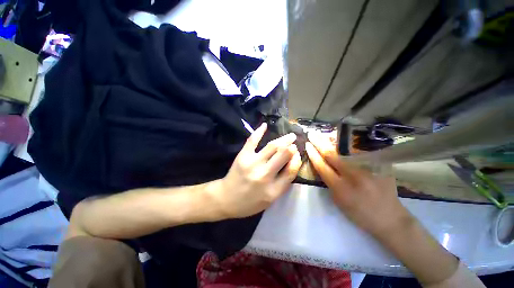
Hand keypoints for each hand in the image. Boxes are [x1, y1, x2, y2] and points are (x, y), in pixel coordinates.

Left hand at [214, 123, 301, 218]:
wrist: (226, 199)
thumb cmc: (250, 202)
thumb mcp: (270, 199)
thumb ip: (283, 183)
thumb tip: (293, 163)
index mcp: (273, 190)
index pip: (291, 170)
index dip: (296, 160)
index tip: (297, 154)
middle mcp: (264, 175)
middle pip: (283, 155)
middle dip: (291, 146)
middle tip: (295, 140)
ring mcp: (252, 163)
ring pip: (272, 146)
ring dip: (283, 139)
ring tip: (290, 136)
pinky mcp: (243, 156)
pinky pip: (252, 141)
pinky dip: (259, 131)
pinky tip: (265, 125)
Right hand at [305, 131, 411, 236]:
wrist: (390, 218)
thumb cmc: (359, 213)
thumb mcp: (338, 201)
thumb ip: (329, 182)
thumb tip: (323, 166)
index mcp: (341, 188)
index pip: (322, 166)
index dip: (313, 154)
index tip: (307, 144)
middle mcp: (354, 175)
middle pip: (332, 154)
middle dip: (319, 142)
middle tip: (312, 134)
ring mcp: (369, 169)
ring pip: (346, 149)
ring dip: (332, 140)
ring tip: (323, 134)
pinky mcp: (380, 165)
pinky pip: (359, 151)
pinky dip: (348, 145)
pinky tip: (341, 139)